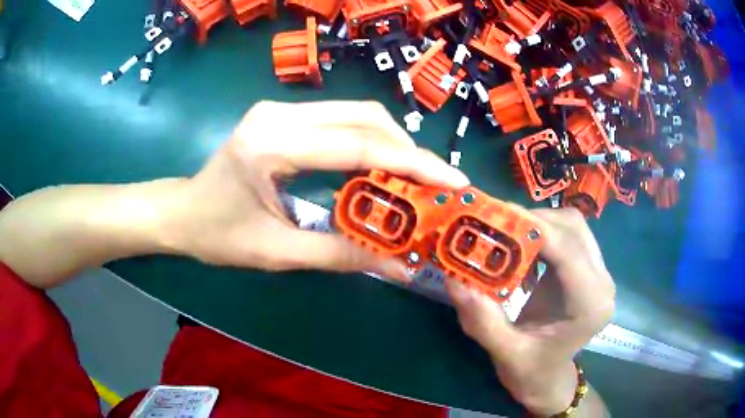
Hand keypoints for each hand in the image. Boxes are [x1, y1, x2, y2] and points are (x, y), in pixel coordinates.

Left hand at [163, 101, 469, 280]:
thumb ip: (341, 254)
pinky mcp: (282, 114)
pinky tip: (381, 167)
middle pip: (364, 117)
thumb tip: (400, 264)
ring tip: (415, 180)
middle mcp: (278, 114)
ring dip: (392, 144)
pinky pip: (340, 119)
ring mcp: (280, 109)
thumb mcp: (278, 253)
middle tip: (437, 184)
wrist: (181, 211)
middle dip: (409, 150)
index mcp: (272, 145)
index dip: (412, 163)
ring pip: (356, 113)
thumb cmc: (217, 235)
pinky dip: (369, 141)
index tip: (452, 180)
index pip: (357, 145)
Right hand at [446, 208, 614, 414]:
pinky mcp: (588, 269)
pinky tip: (522, 245)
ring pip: (573, 226)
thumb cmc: (531, 372)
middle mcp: (601, 283)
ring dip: (539, 223)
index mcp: (590, 305)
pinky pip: (569, 235)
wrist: (549, 379)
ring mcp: (598, 273)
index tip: (495, 215)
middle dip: (533, 220)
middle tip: (495, 224)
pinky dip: (544, 232)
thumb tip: (455, 280)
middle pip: (573, 228)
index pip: (568, 250)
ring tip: (506, 232)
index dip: (533, 227)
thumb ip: (482, 320)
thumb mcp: (504, 352)